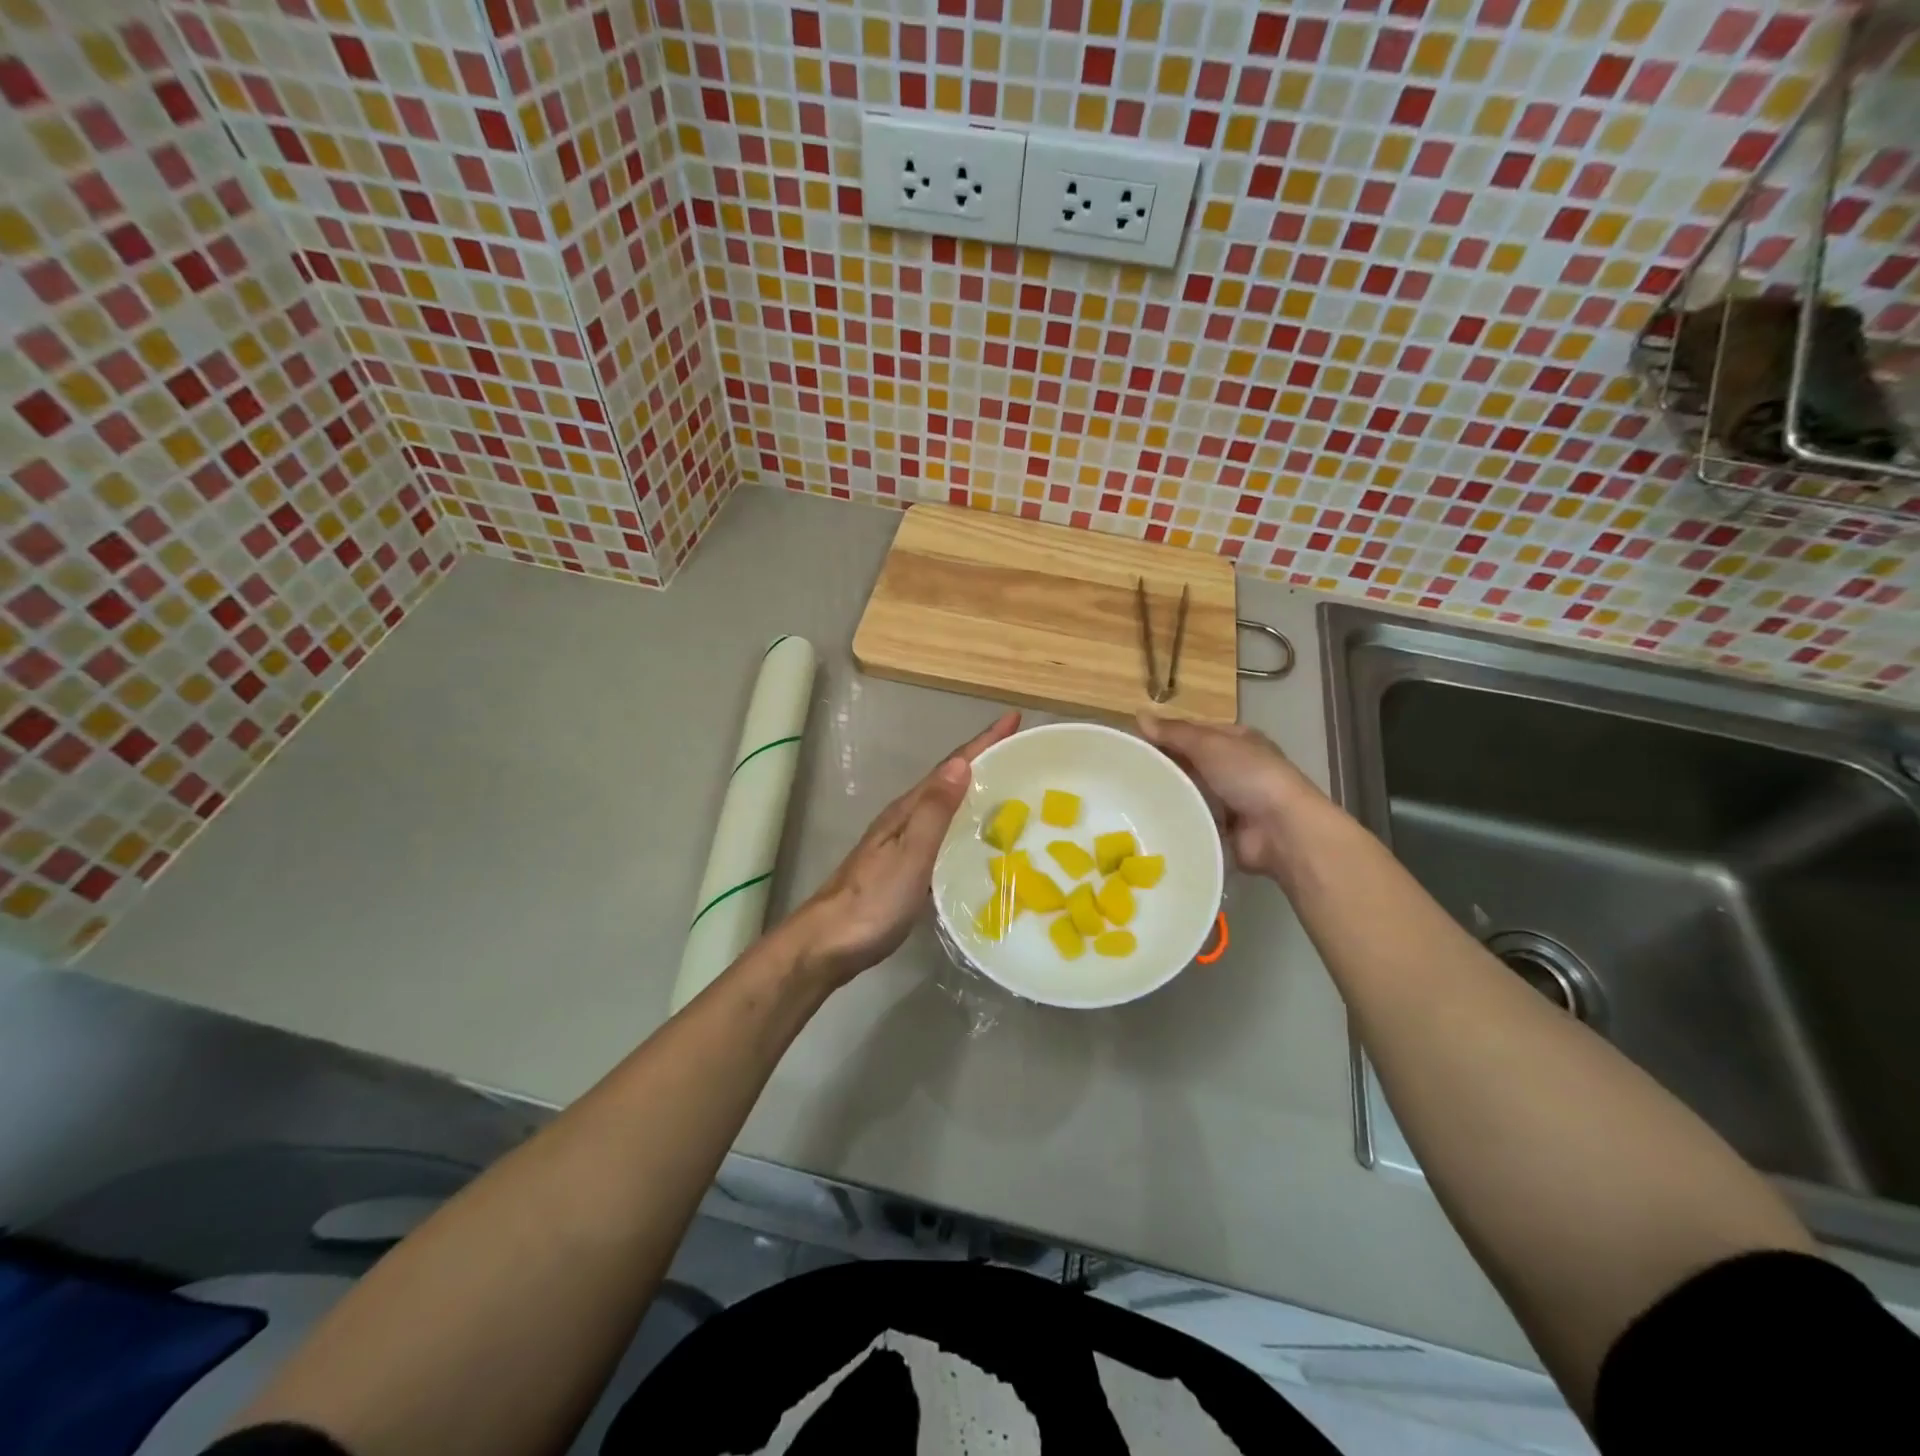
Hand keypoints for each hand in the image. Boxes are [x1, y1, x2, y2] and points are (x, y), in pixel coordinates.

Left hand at [792, 711, 1020, 984]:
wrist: (827, 943)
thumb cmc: (872, 901)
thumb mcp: (910, 855)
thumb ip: (934, 812)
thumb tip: (961, 764)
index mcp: (908, 810)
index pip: (951, 766)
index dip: (983, 742)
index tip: (1013, 718)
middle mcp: (905, 818)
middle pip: (949, 780)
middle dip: (984, 760)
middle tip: (1021, 750)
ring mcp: (902, 843)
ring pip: (946, 806)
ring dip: (975, 790)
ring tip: (1010, 788)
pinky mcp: (904, 867)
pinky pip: (943, 833)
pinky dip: (965, 824)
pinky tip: (979, 839)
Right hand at [1137, 714, 1324, 880]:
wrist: (1280, 829)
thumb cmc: (1249, 775)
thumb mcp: (1209, 744)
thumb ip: (1174, 732)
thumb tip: (1138, 715)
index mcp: (1236, 740)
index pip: (1193, 733)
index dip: (1165, 735)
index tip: (1132, 743)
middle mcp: (1233, 768)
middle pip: (1189, 763)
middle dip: (1163, 767)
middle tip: (1124, 773)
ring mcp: (1229, 800)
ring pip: (1188, 792)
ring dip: (1167, 795)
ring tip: (1128, 798)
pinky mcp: (1222, 828)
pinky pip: (1192, 819)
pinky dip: (1176, 819)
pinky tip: (1148, 820)